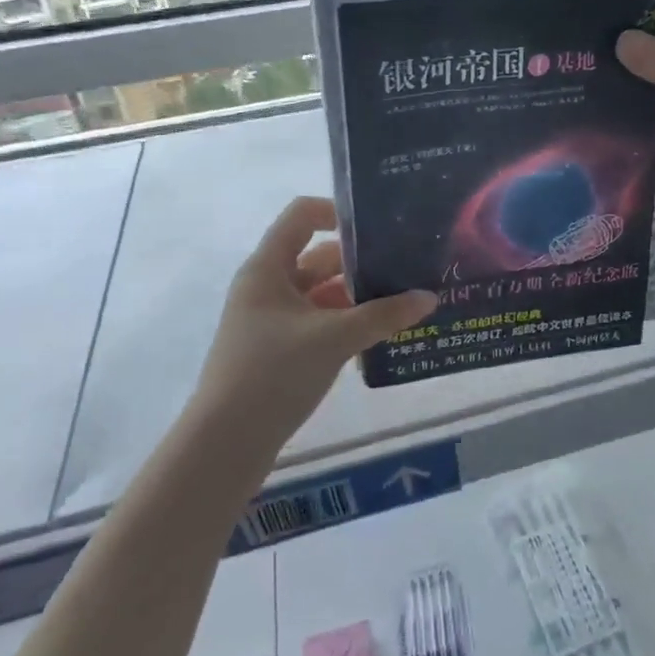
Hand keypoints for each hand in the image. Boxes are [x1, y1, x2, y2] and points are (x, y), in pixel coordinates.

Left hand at [199, 197, 436, 444]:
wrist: (225, 445)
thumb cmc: (272, 374)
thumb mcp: (334, 338)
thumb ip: (384, 314)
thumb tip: (429, 297)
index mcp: (268, 268)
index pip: (302, 215)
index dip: (338, 211)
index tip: (378, 227)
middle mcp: (267, 286)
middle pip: (318, 255)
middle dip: (360, 260)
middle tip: (406, 264)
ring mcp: (272, 320)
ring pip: (321, 292)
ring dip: (357, 294)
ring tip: (403, 297)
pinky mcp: (279, 349)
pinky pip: (319, 321)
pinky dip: (347, 321)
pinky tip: (380, 331)